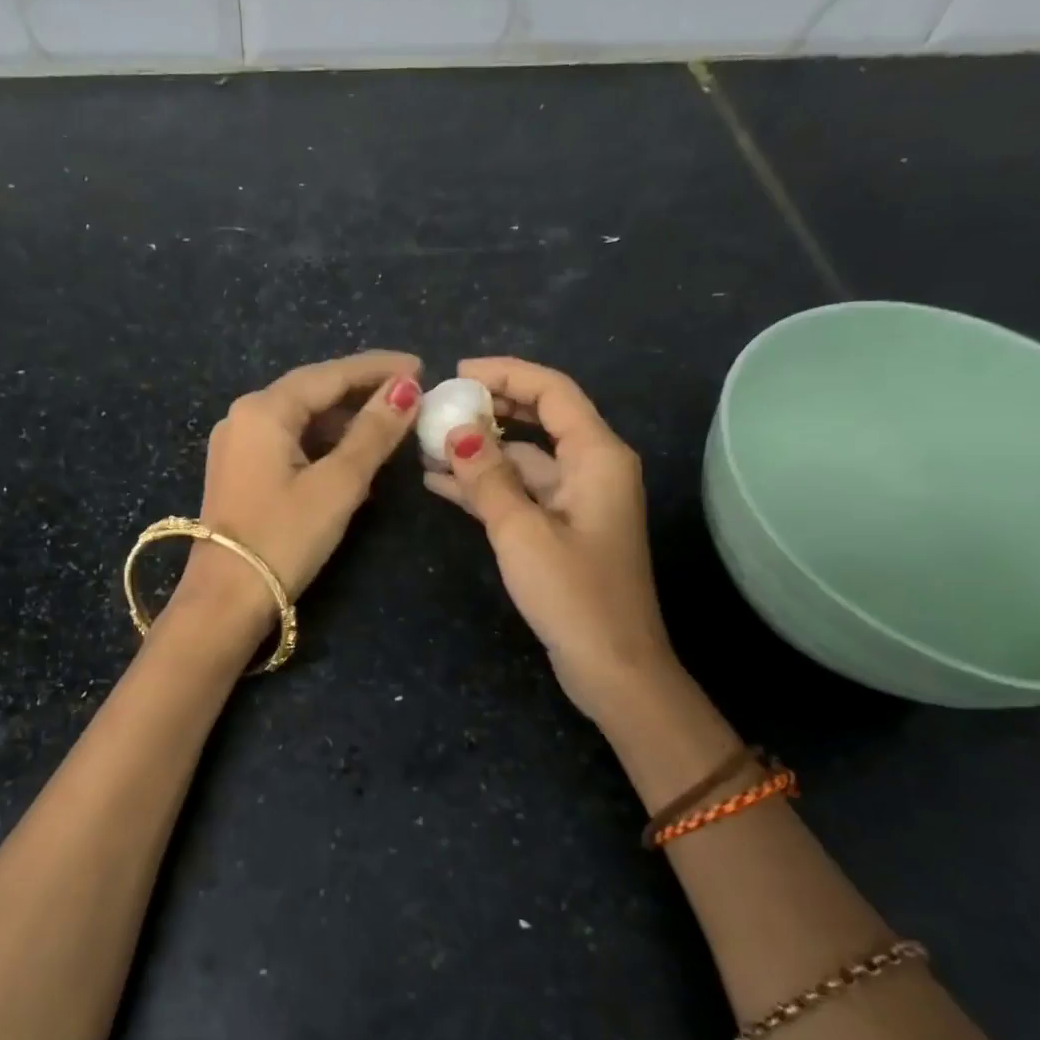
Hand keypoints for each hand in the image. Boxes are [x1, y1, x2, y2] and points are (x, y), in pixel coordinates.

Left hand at [169, 350, 423, 636]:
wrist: (226, 599)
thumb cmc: (284, 537)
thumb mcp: (338, 484)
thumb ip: (373, 433)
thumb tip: (406, 389)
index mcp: (264, 410)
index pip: (330, 374)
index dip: (378, 368)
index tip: (421, 366)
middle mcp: (244, 416)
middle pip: (313, 391)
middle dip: (362, 391)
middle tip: (411, 393)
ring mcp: (237, 444)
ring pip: (301, 418)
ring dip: (344, 420)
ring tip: (390, 425)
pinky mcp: (240, 471)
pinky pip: (289, 442)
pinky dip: (323, 444)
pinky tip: (353, 457)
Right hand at [424, 357, 675, 720]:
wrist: (612, 667)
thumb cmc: (573, 594)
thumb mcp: (521, 531)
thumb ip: (487, 477)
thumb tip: (456, 431)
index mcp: (597, 456)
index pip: (552, 391)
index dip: (506, 373)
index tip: (457, 373)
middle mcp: (591, 468)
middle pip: (539, 419)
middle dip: (489, 408)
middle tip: (439, 407)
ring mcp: (576, 500)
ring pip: (523, 458)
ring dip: (480, 451)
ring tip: (427, 445)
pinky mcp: (561, 529)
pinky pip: (520, 492)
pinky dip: (485, 485)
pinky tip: (441, 484)